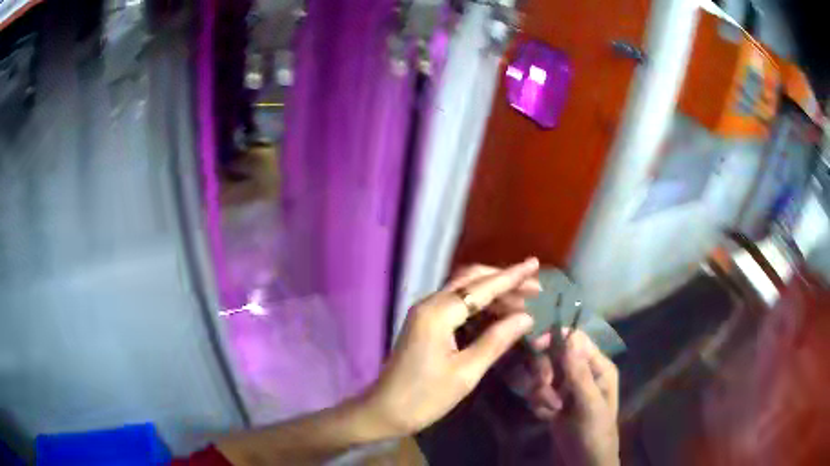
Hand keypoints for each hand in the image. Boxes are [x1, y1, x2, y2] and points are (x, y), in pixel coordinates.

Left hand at [363, 259, 541, 435]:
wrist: (385, 411)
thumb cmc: (425, 397)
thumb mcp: (466, 373)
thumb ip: (496, 340)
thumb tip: (527, 317)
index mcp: (438, 313)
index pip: (482, 287)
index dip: (511, 276)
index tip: (535, 264)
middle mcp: (429, 304)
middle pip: (471, 280)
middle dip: (503, 280)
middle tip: (534, 288)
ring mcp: (424, 313)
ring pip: (463, 290)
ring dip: (492, 291)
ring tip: (523, 301)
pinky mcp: (424, 324)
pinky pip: (456, 304)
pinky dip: (479, 304)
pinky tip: (497, 313)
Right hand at [531, 330, 619, 465]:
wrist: (582, 463)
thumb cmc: (593, 433)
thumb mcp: (588, 404)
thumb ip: (579, 373)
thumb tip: (569, 337)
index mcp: (598, 367)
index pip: (575, 339)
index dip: (555, 338)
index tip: (536, 346)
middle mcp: (582, 372)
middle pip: (554, 355)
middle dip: (545, 372)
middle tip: (544, 389)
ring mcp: (567, 388)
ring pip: (543, 374)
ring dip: (540, 392)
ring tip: (549, 410)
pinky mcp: (554, 401)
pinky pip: (537, 391)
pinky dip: (538, 403)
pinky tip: (545, 416)